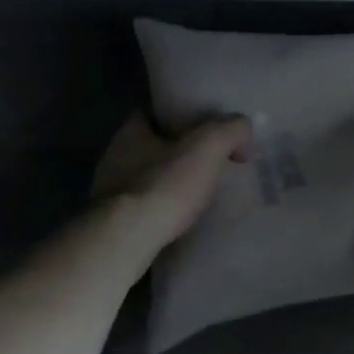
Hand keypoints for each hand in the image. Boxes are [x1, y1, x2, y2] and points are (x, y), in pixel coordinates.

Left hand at [92, 112, 253, 249]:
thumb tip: (243, 130)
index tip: (206, 124)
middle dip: (179, 150)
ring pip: (148, 177)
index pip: (155, 111)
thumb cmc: (163, 185)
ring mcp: (110, 191)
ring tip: (200, 191)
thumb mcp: (207, 146)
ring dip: (170, 182)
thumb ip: (230, 129)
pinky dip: (163, 207)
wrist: (126, 241)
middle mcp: (115, 156)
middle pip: (153, 145)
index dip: (181, 114)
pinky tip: (182, 217)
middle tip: (210, 160)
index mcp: (131, 131)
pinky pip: (145, 206)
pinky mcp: (113, 223)